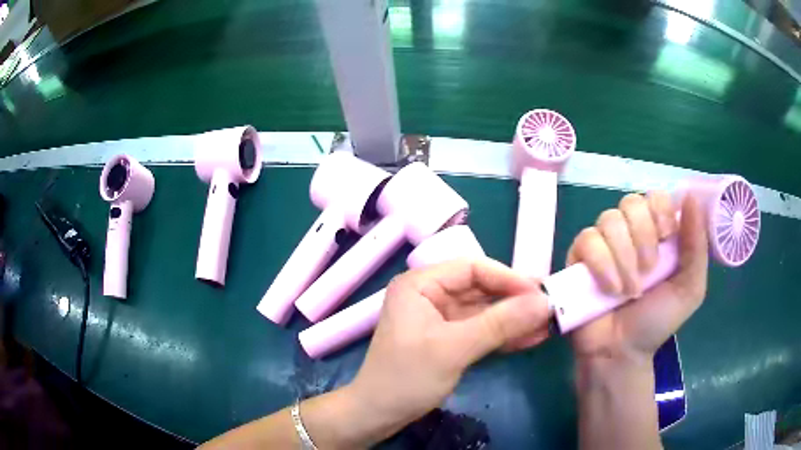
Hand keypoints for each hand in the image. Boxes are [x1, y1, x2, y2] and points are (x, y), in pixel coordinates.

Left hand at [347, 258, 550, 439]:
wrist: (379, 414)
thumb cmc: (407, 377)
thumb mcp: (454, 349)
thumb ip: (500, 324)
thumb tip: (544, 303)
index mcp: (421, 284)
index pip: (472, 268)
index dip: (508, 278)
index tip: (540, 293)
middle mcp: (430, 294)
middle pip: (481, 288)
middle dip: (515, 300)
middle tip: (549, 308)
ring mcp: (440, 317)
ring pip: (484, 311)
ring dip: (514, 319)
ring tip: (547, 325)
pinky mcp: (448, 338)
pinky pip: (481, 330)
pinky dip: (503, 335)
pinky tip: (530, 338)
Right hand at [566, 191, 708, 364]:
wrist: (621, 352)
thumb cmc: (657, 321)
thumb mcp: (690, 288)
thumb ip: (696, 245)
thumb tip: (691, 196)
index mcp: (657, 234)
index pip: (655, 196)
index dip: (659, 210)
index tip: (667, 236)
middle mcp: (630, 233)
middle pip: (631, 202)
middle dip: (643, 236)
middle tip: (649, 271)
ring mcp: (603, 243)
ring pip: (609, 219)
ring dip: (624, 255)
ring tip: (629, 289)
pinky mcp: (579, 257)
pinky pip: (587, 240)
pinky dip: (602, 264)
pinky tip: (609, 289)